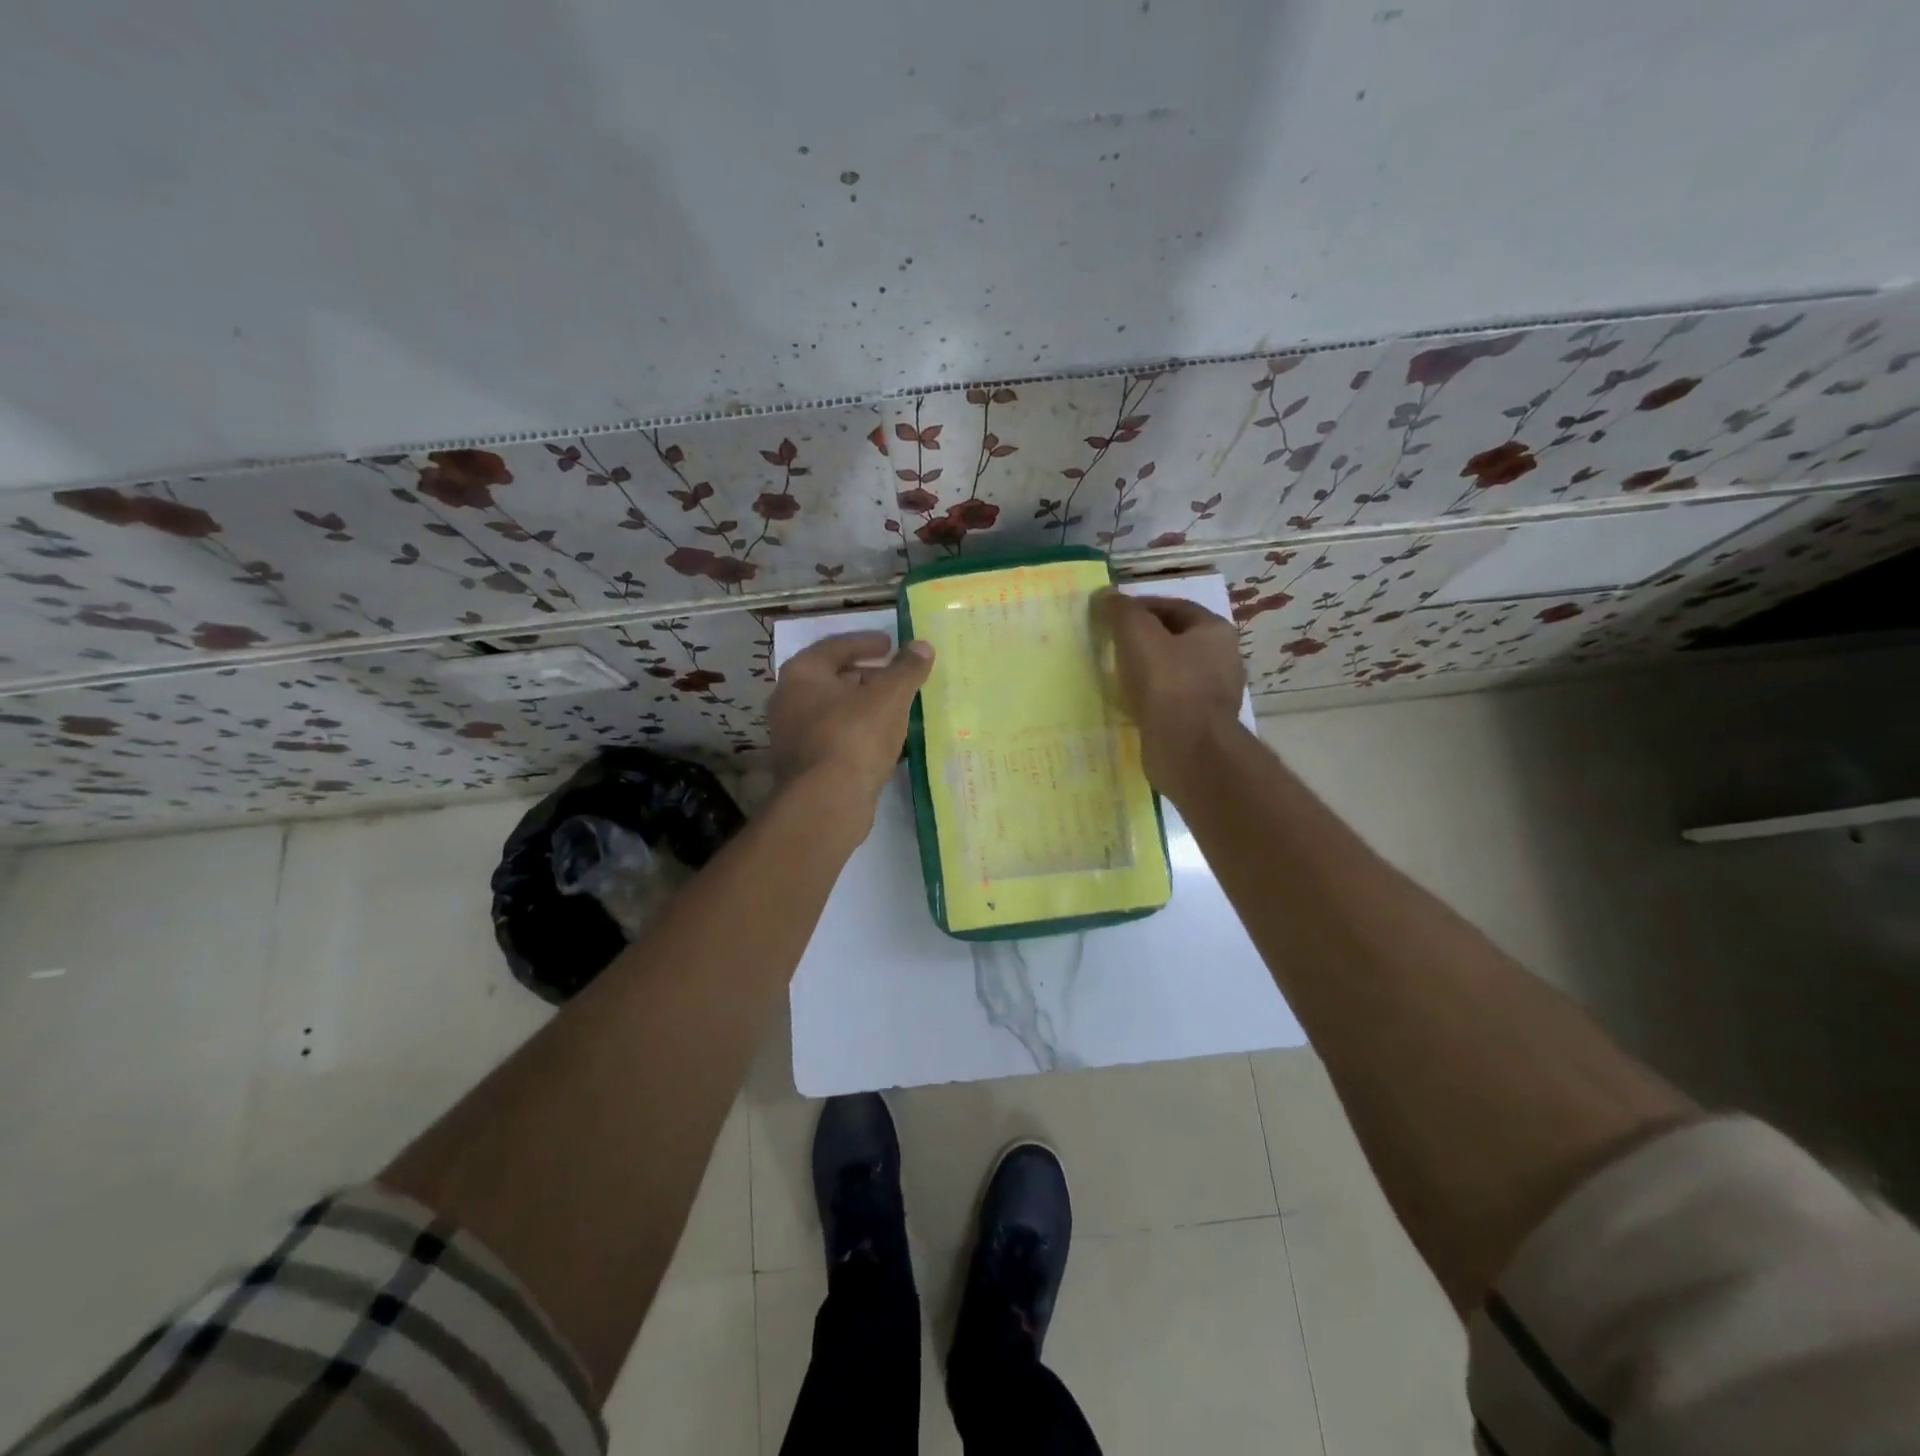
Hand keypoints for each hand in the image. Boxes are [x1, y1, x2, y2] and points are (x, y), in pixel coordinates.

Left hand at [769, 631, 934, 814]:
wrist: (826, 802)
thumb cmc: (854, 736)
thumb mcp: (889, 696)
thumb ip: (906, 669)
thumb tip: (922, 645)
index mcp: (802, 674)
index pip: (835, 646)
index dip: (865, 642)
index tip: (890, 644)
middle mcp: (788, 700)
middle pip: (832, 678)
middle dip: (866, 675)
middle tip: (895, 676)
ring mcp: (793, 736)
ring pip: (834, 711)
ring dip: (863, 706)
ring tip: (895, 707)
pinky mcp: (805, 766)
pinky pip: (836, 737)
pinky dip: (858, 732)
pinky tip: (884, 740)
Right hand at [1094, 591, 1245, 794]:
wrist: (1187, 749)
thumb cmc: (1167, 683)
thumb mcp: (1138, 636)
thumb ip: (1122, 611)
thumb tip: (1106, 595)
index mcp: (1214, 631)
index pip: (1173, 606)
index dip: (1140, 606)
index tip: (1110, 615)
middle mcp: (1222, 659)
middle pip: (1174, 639)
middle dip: (1142, 640)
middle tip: (1109, 643)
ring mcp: (1213, 694)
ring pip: (1171, 672)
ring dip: (1144, 671)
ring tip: (1114, 673)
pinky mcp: (1198, 723)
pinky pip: (1169, 701)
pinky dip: (1149, 698)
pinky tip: (1127, 702)